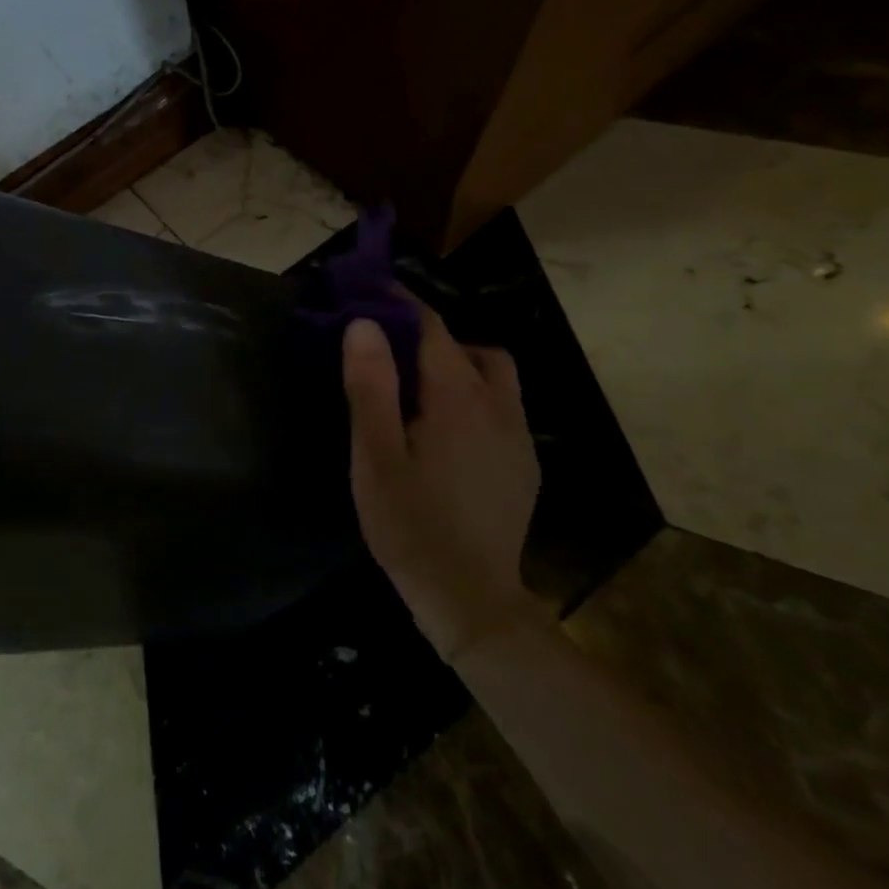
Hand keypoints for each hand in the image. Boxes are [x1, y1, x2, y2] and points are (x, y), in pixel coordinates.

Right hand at [342, 299, 542, 661]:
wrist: (470, 600)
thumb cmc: (411, 523)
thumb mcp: (376, 453)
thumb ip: (371, 385)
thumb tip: (364, 324)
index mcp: (458, 398)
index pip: (432, 327)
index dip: (400, 302)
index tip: (370, 289)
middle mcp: (498, 407)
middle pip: (472, 348)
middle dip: (433, 337)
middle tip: (391, 354)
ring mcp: (518, 438)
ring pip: (494, 378)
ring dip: (458, 368)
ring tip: (417, 393)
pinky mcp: (523, 465)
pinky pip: (501, 409)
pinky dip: (472, 399)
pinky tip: (443, 433)